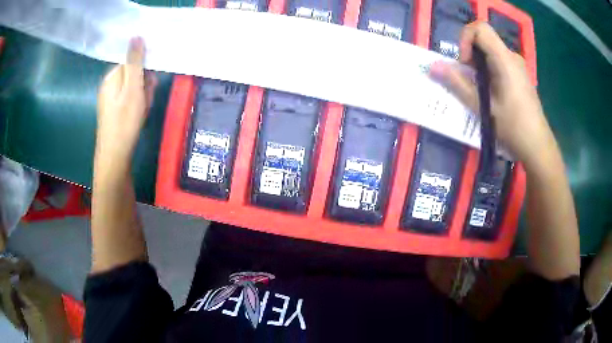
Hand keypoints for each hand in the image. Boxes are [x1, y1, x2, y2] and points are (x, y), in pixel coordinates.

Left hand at [96, 37, 156, 165]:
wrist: (115, 156)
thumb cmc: (124, 121)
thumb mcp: (132, 88)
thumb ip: (135, 62)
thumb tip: (136, 35)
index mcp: (112, 76)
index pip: (132, 61)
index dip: (144, 70)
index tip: (149, 83)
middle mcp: (110, 85)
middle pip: (134, 74)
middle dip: (145, 84)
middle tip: (146, 99)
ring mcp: (112, 98)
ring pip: (135, 87)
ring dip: (144, 95)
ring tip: (143, 110)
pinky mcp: (116, 110)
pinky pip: (131, 99)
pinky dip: (139, 105)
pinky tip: (140, 115)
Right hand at [430, 22, 553, 168]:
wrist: (538, 147)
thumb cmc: (513, 127)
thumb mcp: (483, 106)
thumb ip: (458, 84)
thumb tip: (433, 67)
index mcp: (505, 59)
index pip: (480, 28)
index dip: (465, 40)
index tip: (465, 63)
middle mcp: (512, 57)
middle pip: (484, 39)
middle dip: (470, 55)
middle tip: (468, 79)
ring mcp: (517, 66)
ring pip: (490, 52)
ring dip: (478, 65)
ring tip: (478, 89)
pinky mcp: (519, 76)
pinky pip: (499, 63)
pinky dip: (488, 71)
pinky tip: (490, 93)